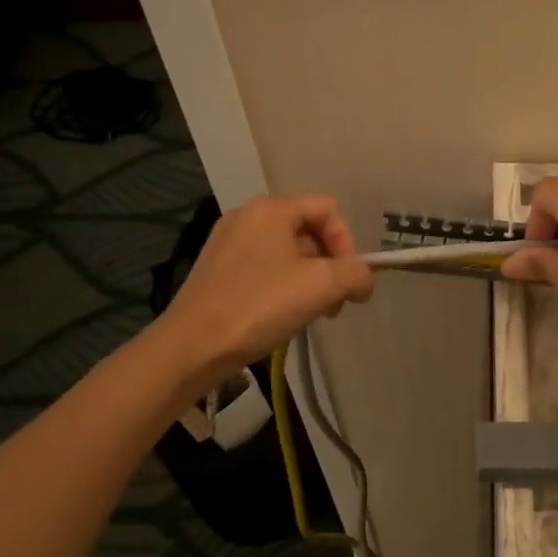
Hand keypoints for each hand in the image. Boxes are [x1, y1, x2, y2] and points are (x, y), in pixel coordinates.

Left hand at [154, 195, 372, 378]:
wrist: (193, 346)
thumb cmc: (260, 306)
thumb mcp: (323, 286)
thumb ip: (356, 275)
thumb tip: (364, 281)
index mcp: (271, 210)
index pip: (328, 210)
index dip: (347, 243)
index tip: (346, 281)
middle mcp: (247, 217)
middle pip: (309, 230)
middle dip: (330, 265)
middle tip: (333, 303)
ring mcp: (228, 243)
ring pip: (288, 252)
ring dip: (310, 279)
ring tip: (310, 313)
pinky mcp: (217, 269)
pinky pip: (264, 267)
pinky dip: (283, 286)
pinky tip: (282, 315)